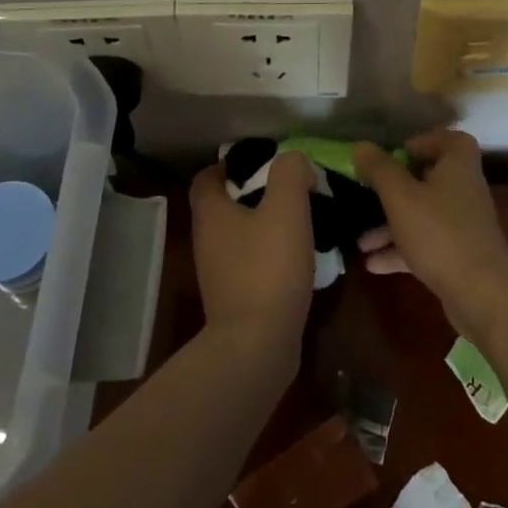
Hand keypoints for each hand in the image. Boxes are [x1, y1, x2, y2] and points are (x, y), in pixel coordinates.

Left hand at [189, 152, 315, 359]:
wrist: (258, 345)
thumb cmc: (268, 268)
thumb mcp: (286, 208)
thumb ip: (290, 173)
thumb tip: (294, 162)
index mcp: (211, 214)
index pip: (206, 177)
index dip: (229, 164)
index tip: (262, 162)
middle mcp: (207, 241)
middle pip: (224, 205)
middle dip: (254, 193)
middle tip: (290, 189)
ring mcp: (218, 273)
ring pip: (239, 235)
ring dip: (265, 225)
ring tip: (301, 221)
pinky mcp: (235, 299)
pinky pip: (251, 263)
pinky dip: (270, 255)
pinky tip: (298, 258)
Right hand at [352, 130, 507, 336]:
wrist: (482, 294)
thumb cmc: (439, 233)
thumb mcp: (401, 196)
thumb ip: (379, 169)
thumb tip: (360, 146)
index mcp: (458, 166)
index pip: (447, 140)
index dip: (421, 142)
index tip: (394, 156)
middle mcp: (464, 190)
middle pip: (429, 179)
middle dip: (394, 189)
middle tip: (369, 194)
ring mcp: (462, 225)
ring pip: (422, 215)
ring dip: (391, 225)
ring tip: (360, 241)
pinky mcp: (458, 255)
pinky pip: (425, 243)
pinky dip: (400, 250)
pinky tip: (373, 264)